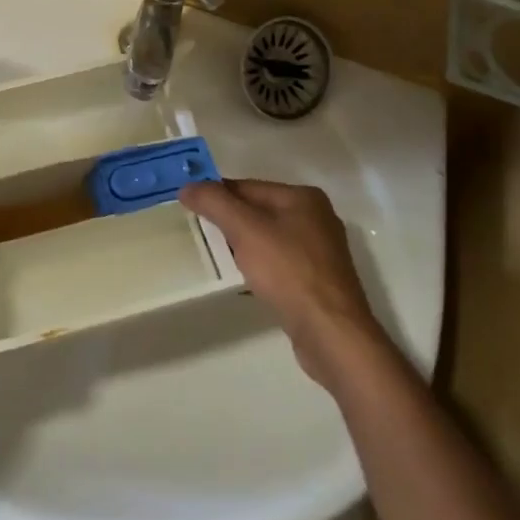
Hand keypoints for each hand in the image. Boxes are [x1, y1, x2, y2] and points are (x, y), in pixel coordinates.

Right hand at [179, 179, 384, 389]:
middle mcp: (316, 218)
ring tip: (220, 259)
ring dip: (243, 245)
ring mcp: (321, 251)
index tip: (190, 209)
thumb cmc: (288, 272)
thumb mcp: (244, 230)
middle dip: (229, 222)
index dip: (216, 196)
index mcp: (303, 197)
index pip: (247, 186)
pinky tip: (248, 280)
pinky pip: (280, 262)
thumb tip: (188, 186)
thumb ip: (214, 203)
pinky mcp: (319, 280)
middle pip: (258, 211)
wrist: (331, 333)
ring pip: (268, 237)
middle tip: (201, 234)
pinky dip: (260, 265)